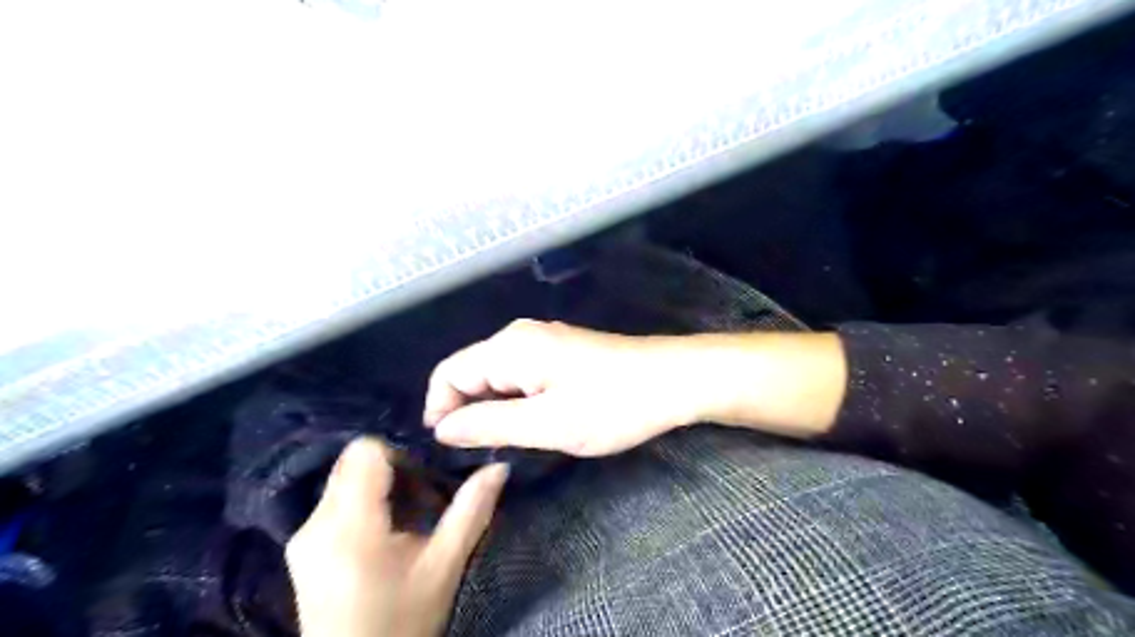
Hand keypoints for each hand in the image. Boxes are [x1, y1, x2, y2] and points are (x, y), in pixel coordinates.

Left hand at [287, 439, 508, 636]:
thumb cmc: (403, 622)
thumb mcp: (444, 567)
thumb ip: (471, 511)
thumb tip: (500, 467)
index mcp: (349, 526)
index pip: (365, 451)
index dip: (401, 454)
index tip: (428, 479)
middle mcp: (315, 523)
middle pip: (355, 464)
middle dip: (393, 472)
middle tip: (424, 501)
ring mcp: (303, 536)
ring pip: (345, 480)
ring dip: (380, 489)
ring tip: (408, 521)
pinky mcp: (301, 548)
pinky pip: (335, 502)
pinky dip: (364, 505)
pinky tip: (386, 536)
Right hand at [420, 320, 696, 455]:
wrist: (673, 381)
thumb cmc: (612, 405)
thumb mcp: (547, 425)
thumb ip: (489, 425)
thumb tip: (442, 428)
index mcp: (510, 347)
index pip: (449, 373)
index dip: (439, 409)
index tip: (447, 449)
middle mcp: (520, 336)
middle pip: (470, 371)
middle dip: (465, 410)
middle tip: (478, 452)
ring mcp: (543, 341)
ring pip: (496, 375)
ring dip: (491, 407)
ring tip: (504, 442)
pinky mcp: (561, 351)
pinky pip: (520, 374)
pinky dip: (514, 399)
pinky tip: (529, 422)